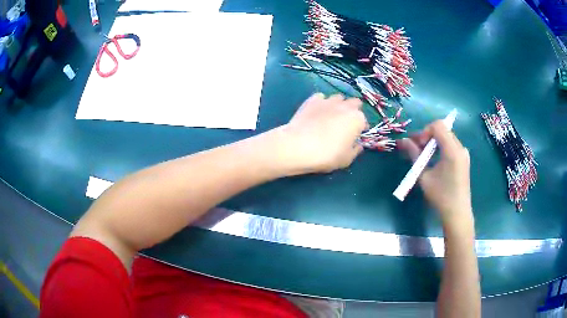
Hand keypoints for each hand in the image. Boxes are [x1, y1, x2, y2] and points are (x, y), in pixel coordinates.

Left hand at [278, 93, 366, 173]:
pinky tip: (316, 112)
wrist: (298, 146)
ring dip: (338, 105)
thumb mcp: (346, 159)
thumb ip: (355, 150)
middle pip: (354, 103)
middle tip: (345, 124)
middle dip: (352, 111)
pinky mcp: (312, 100)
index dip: (360, 129)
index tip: (354, 137)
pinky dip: (321, 103)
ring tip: (331, 116)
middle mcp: (345, 106)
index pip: (364, 121)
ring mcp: (328, 100)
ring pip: (338, 98)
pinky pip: (321, 98)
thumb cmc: (327, 155)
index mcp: (357, 119)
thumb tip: (358, 145)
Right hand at [398, 121, 472, 228]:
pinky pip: (450, 145)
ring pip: (446, 137)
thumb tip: (404, 141)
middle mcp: (460, 148)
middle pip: (443, 130)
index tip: (418, 145)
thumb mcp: (424, 176)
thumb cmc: (440, 196)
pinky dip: (440, 148)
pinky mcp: (463, 159)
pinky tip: (434, 161)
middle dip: (427, 136)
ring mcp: (463, 153)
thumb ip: (414, 155)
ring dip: (433, 142)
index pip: (438, 125)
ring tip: (423, 156)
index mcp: (452, 150)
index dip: (425, 131)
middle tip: (416, 149)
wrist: (457, 213)